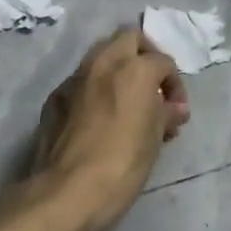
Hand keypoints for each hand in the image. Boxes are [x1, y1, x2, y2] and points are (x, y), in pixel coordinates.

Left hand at [17, 27, 189, 230]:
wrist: (68, 192)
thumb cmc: (123, 163)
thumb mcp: (154, 138)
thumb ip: (166, 114)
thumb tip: (175, 109)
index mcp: (135, 69)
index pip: (163, 62)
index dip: (175, 84)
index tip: (176, 110)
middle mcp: (103, 63)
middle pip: (129, 38)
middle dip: (144, 55)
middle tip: (152, 85)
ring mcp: (75, 78)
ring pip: (101, 54)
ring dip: (118, 68)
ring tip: (127, 99)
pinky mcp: (55, 98)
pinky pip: (81, 81)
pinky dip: (95, 88)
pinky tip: (99, 116)